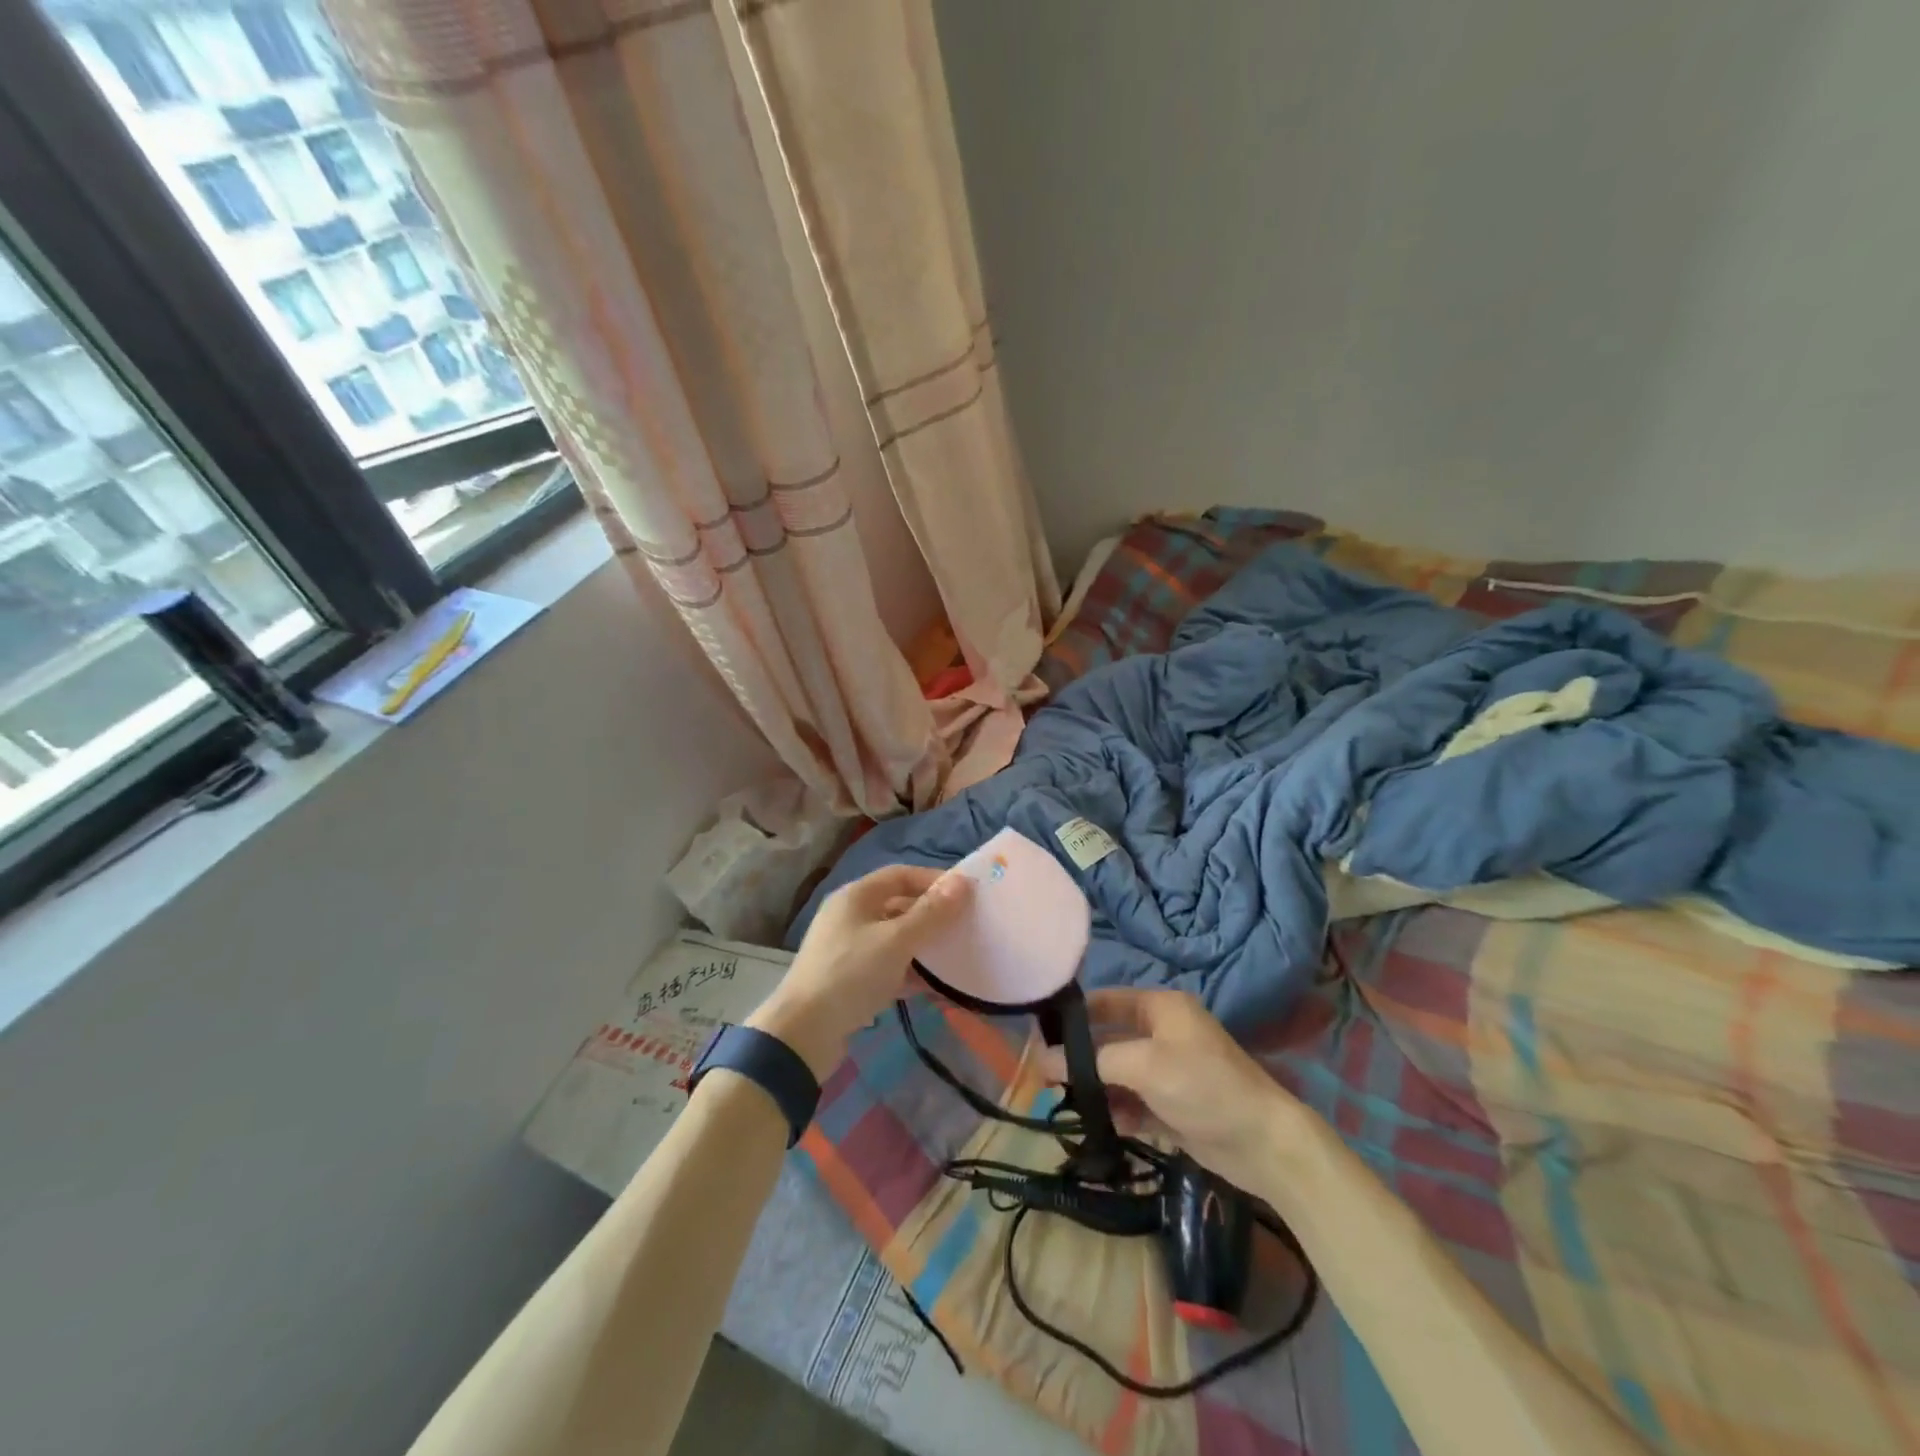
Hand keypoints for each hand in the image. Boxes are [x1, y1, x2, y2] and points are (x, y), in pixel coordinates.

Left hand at [748, 865, 970, 1079]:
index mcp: (856, 896)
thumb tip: (962, 882)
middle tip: (964, 926)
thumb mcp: (897, 941)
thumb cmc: (851, 974)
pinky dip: (908, 971)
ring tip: (954, 956)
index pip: (900, 874)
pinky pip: (886, 966)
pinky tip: (931, 987)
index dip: (933, 880)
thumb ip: (931, 913)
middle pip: (897, 905)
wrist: (803, 1033)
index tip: (965, 895)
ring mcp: (847, 949)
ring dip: (922, 945)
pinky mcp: (849, 980)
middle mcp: (849, 916)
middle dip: (931, 915)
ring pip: (893, 938)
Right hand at [1040, 988, 1309, 1193]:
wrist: (1264, 1143)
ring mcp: (1168, 1071)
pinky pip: (1133, 1102)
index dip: (1073, 1016)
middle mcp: (1162, 1033)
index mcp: (1160, 1008)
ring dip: (1096, 1088)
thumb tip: (1041, 1059)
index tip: (1037, 1035)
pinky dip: (1117, 1111)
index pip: (1105, 1001)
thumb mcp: (1144, 1065)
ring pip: (1118, 1074)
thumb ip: (1092, 1061)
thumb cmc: (1203, 1086)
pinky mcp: (1173, 1106)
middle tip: (1043, 1077)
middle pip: (1109, 1039)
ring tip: (1065, 1104)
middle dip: (1080, 1058)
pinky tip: (1101, 1126)